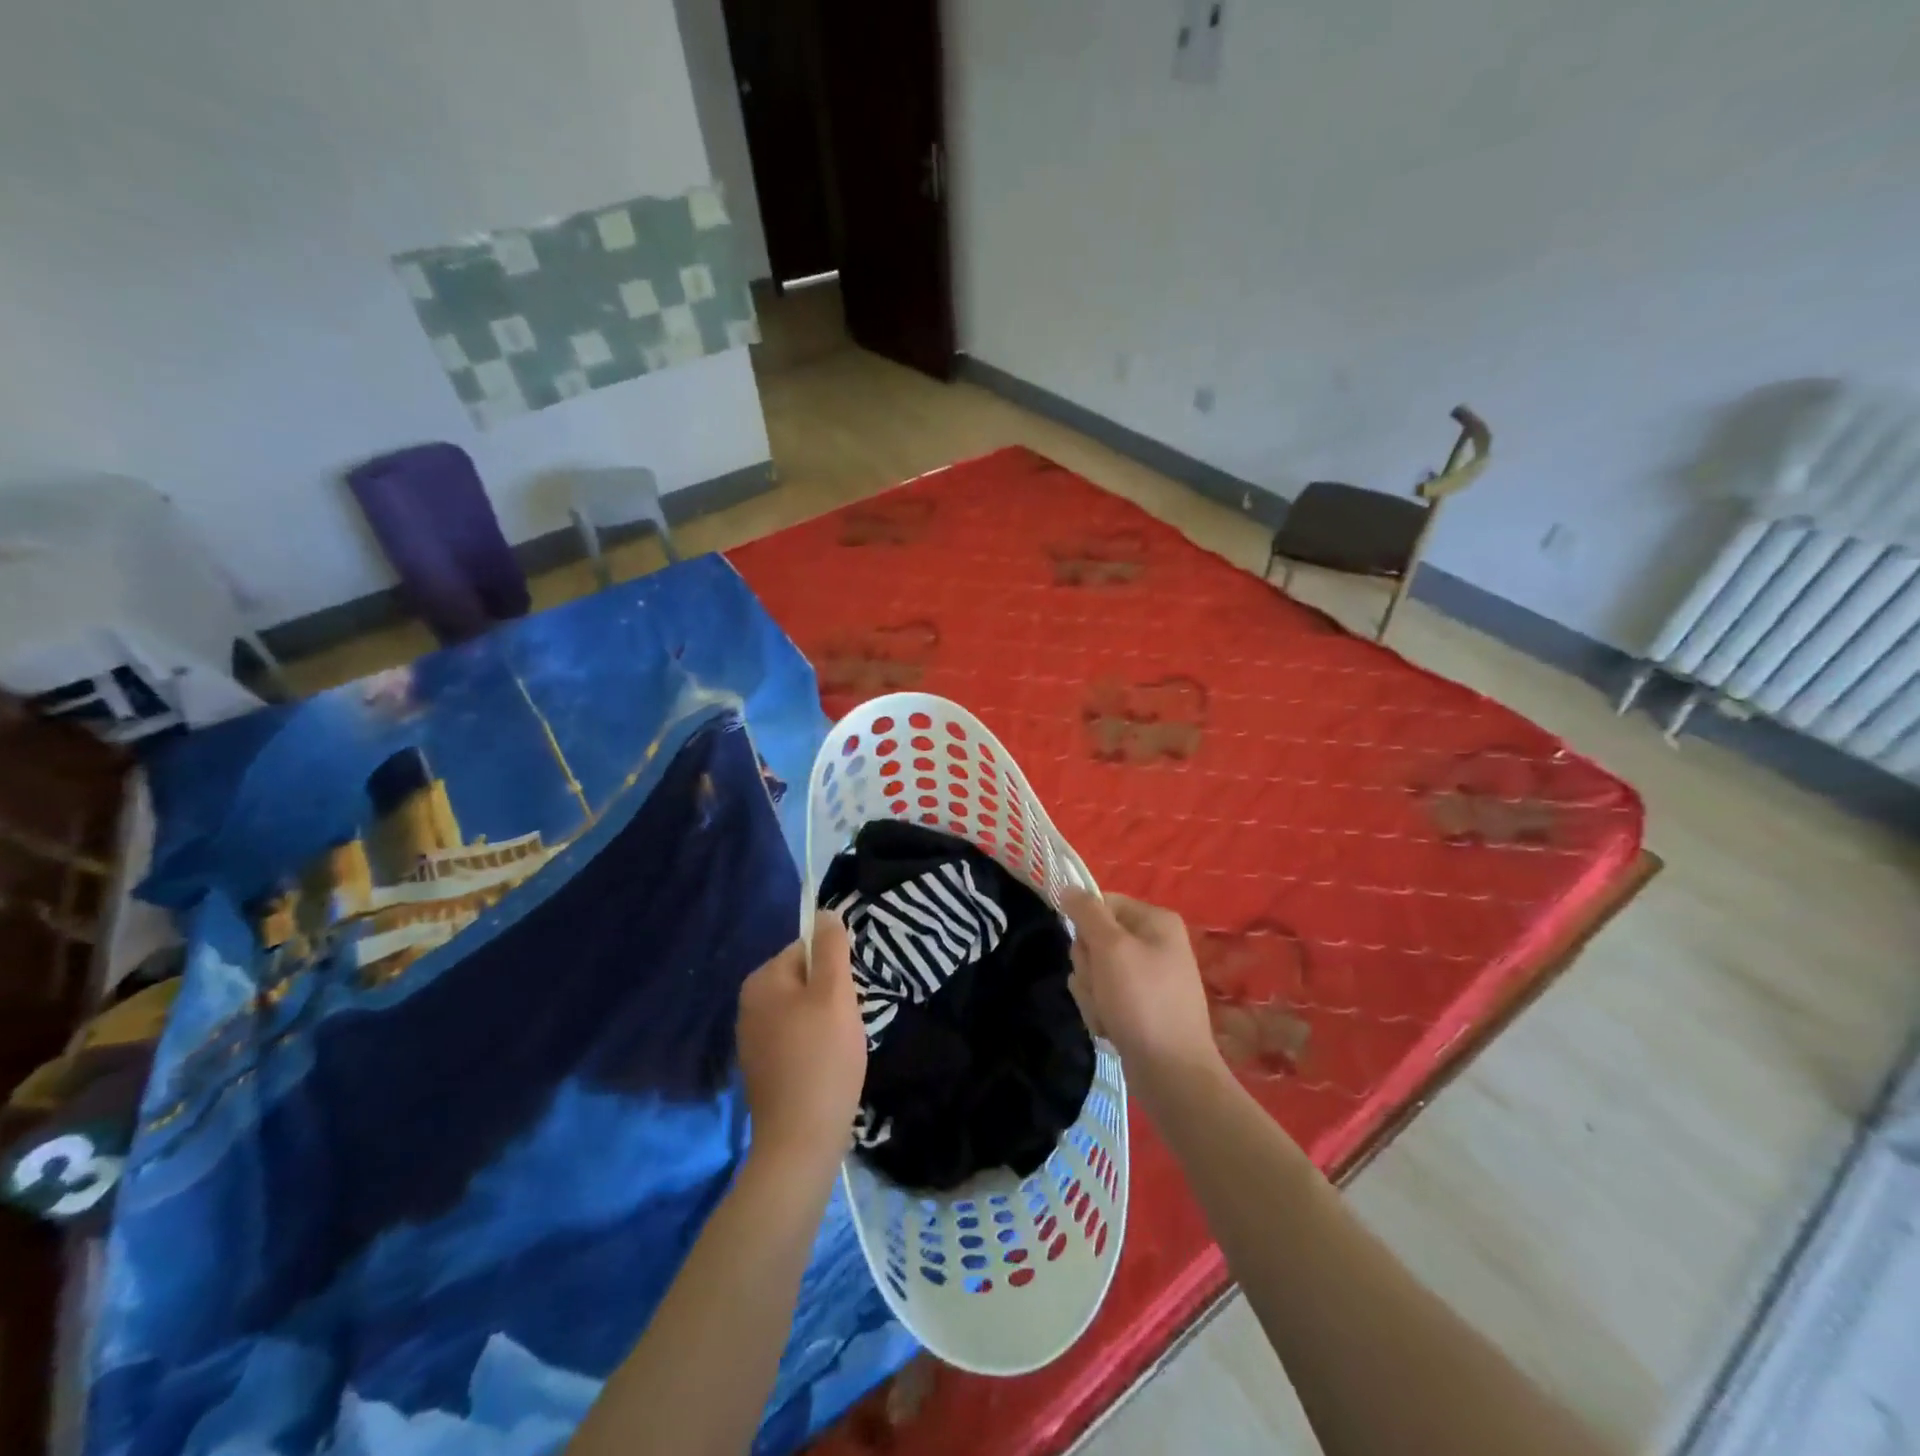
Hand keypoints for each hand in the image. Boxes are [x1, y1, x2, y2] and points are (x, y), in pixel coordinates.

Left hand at [737, 912, 867, 1174]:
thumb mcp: (834, 993)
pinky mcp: (761, 1068)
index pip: (807, 950)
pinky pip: (794, 1039)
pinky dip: (813, 1046)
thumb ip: (832, 948)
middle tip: (847, 1023)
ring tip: (840, 1047)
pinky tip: (826, 1067)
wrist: (800, 1140)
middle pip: (804, 979)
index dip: (835, 969)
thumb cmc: (822, 1058)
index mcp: (761, 980)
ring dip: (825, 1021)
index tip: (849, 998)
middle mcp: (748, 1004)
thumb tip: (825, 912)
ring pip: (801, 1011)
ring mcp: (751, 1039)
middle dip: (830, 996)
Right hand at [1061, 890, 1222, 1088]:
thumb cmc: (1142, 1002)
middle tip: (1102, 987)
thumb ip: (1087, 913)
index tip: (1088, 951)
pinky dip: (1101, 1011)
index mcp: (1156, 921)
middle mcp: (1155, 943)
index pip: (1102, 903)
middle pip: (1095, 938)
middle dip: (1088, 967)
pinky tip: (1111, 1029)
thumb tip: (1068, 887)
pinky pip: (1105, 996)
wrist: (1172, 1074)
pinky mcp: (1140, 1006)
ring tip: (1108, 1014)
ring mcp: (1148, 977)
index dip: (1085, 926)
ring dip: (1091, 993)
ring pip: (1095, 970)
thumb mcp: (1111, 948)